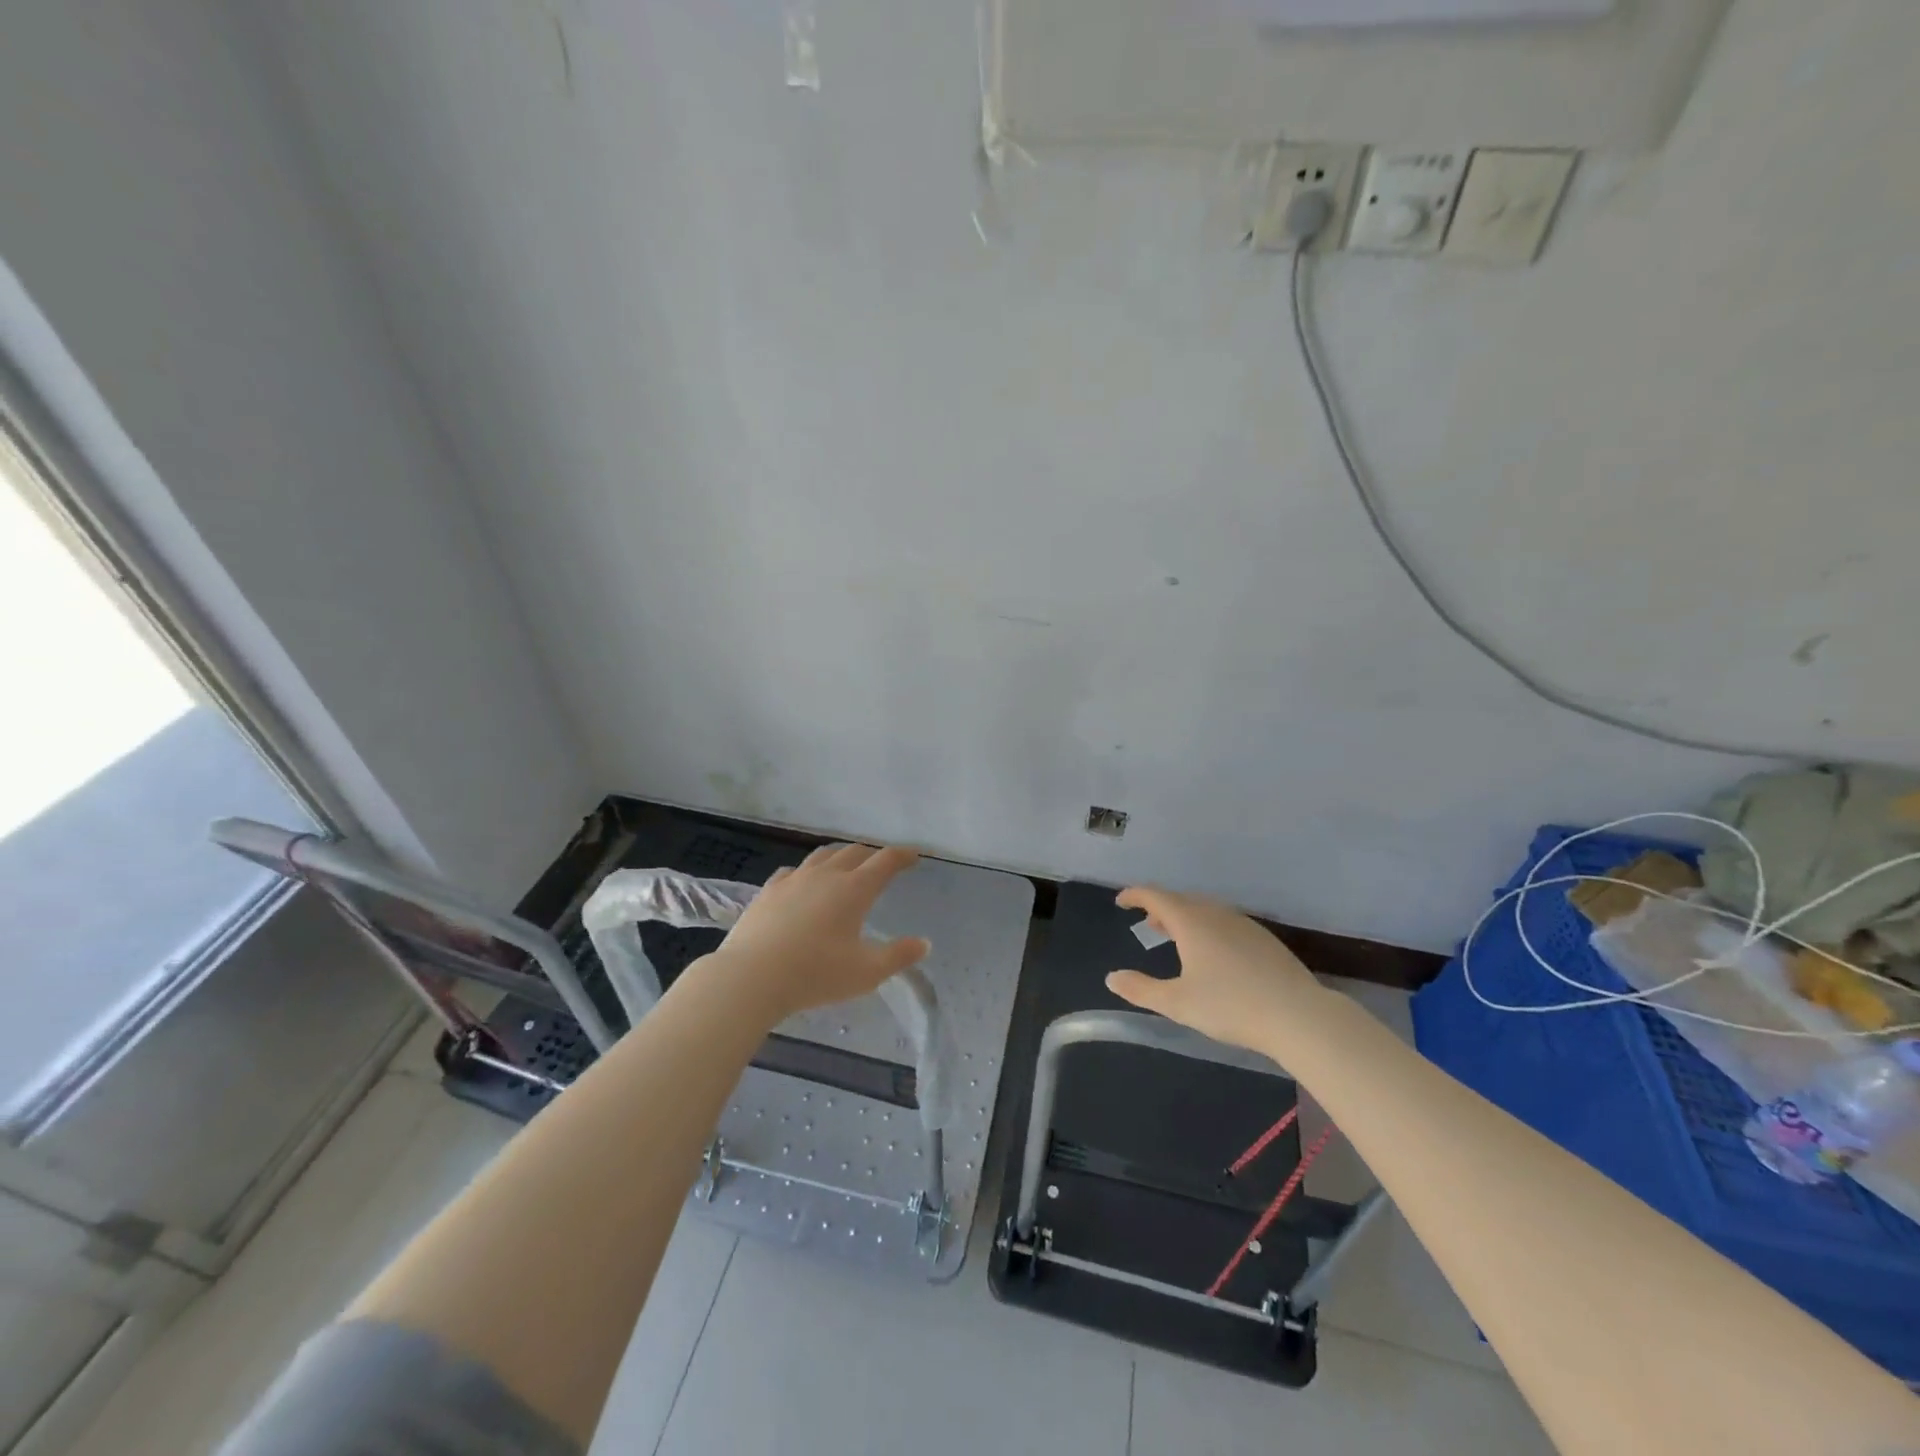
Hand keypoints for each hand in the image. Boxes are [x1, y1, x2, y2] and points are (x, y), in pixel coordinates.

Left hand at [707, 843, 929, 1021]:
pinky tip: (803, 881)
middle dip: (872, 854)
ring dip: (840, 856)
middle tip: (882, 864)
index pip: (885, 860)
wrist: (752, 976)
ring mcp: (794, 879)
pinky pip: (793, 871)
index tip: (913, 856)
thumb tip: (924, 943)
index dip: (902, 855)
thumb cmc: (817, 973)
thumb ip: (899, 956)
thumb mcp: (867, 972)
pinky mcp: (769, 890)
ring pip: (823, 855)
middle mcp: (826, 875)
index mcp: (855, 889)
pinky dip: (807, 871)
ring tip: (846, 865)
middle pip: (854, 852)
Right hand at [1105, 886, 1321, 1052]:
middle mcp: (1217, 914)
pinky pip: (1226, 923)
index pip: (1156, 896)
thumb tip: (1111, 978)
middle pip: (1182, 901)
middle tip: (1148, 923)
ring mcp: (1244, 925)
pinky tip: (1215, 954)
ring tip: (1177, 938)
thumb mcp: (1177, 1003)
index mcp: (1191, 921)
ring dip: (1186, 918)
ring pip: (1207, 911)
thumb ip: (1141, 990)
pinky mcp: (1265, 940)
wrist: (1300, 1016)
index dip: (1135, 895)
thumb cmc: (1231, 1006)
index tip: (1121, 902)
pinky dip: (1209, 928)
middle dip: (1161, 908)